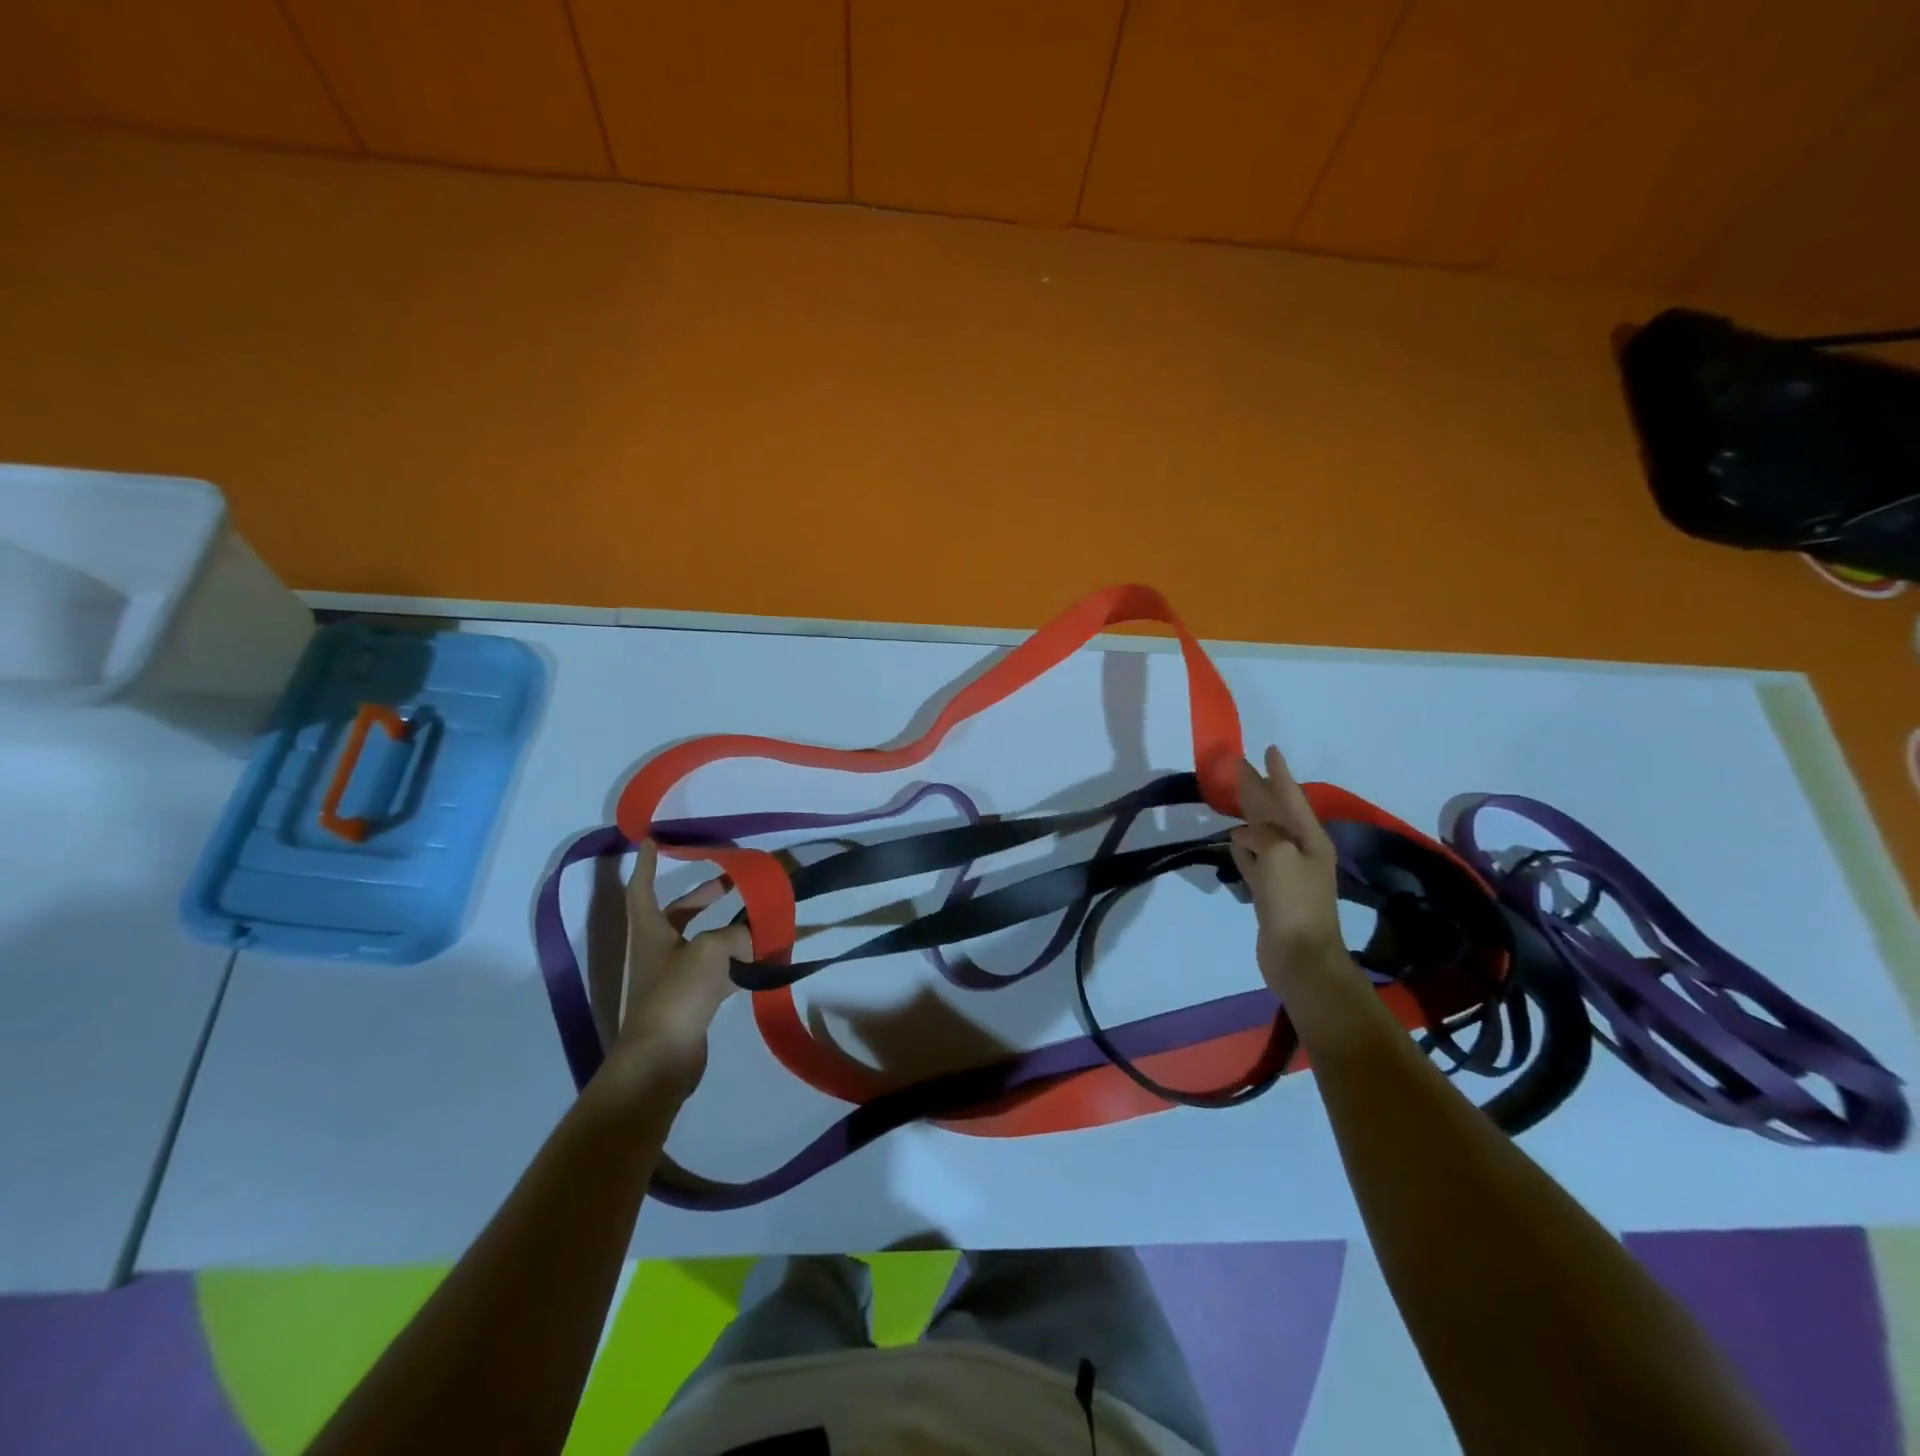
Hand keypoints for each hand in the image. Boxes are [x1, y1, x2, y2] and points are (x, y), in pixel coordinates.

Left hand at [604, 840, 753, 1102]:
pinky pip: (716, 971)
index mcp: (650, 932)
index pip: (642, 889)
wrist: (661, 1059)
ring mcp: (673, 978)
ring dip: (725, 927)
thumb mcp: (710, 950)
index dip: (645, 865)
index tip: (651, 841)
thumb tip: (756, 934)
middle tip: (731, 879)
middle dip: (703, 895)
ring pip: (701, 942)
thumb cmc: (676, 994)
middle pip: (678, 914)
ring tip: (756, 916)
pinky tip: (760, 959)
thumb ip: (737, 934)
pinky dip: (735, 961)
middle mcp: (657, 951)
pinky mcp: (691, 1002)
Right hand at [1229, 746, 1351, 994]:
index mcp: (1309, 838)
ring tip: (1232, 800)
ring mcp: (1284, 872)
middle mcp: (1299, 850)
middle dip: (1258, 789)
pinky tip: (1232, 840)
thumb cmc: (1295, 901)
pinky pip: (1253, 860)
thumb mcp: (1279, 855)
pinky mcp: (1269, 892)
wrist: (1301, 956)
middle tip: (1238, 767)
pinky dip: (1242, 848)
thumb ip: (1260, 835)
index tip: (1269, 749)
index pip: (1289, 796)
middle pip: (1274, 812)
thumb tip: (1243, 836)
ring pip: (1262, 834)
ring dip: (1248, 816)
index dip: (1278, 773)